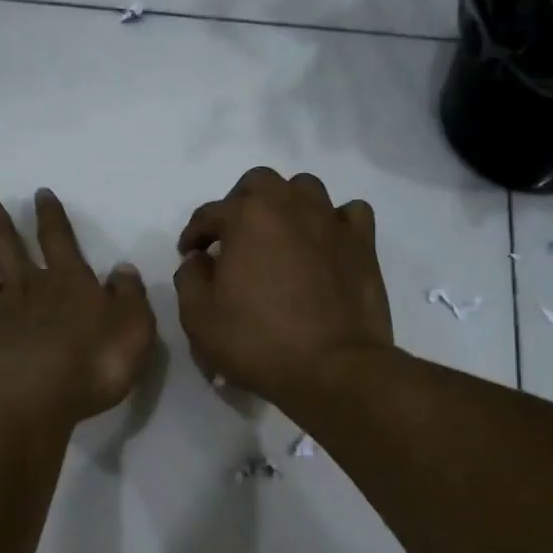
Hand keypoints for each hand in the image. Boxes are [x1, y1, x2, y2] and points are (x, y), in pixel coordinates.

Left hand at [0, 175, 156, 426]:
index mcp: (67, 283)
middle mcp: (27, 289)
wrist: (36, 403)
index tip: (39, 192)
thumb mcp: (133, 329)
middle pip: (3, 241)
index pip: (58, 240)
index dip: (50, 215)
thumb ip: (129, 296)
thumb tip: (123, 269)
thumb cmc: (92, 365)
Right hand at [173, 167, 392, 406]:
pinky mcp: (362, 244)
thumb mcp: (199, 318)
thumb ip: (190, 279)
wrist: (332, 368)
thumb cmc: (257, 342)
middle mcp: (289, 205)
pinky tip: (325, 242)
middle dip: (239, 205)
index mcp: (246, 217)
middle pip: (258, 183)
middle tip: (233, 239)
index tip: (190, 255)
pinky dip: (333, 221)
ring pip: (305, 189)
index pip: (209, 213)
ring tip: (278, 235)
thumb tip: (199, 260)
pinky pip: (348, 213)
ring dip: (285, 205)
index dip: (194, 234)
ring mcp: (331, 221)